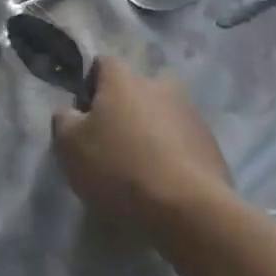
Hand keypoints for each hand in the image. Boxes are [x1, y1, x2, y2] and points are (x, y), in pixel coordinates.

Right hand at [51, 57, 230, 241]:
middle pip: (135, 91)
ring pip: (161, 116)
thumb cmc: (120, 169)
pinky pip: (182, 143)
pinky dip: (172, 156)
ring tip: (140, 170)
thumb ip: (63, 120)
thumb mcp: (70, 146)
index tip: (84, 118)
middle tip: (112, 145)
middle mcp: (160, 85)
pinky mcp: (212, 146)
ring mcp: (191, 115)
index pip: (102, 64)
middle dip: (123, 110)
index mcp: (124, 79)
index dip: (89, 87)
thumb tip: (71, 112)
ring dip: (150, 133)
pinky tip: (163, 184)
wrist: (189, 212)